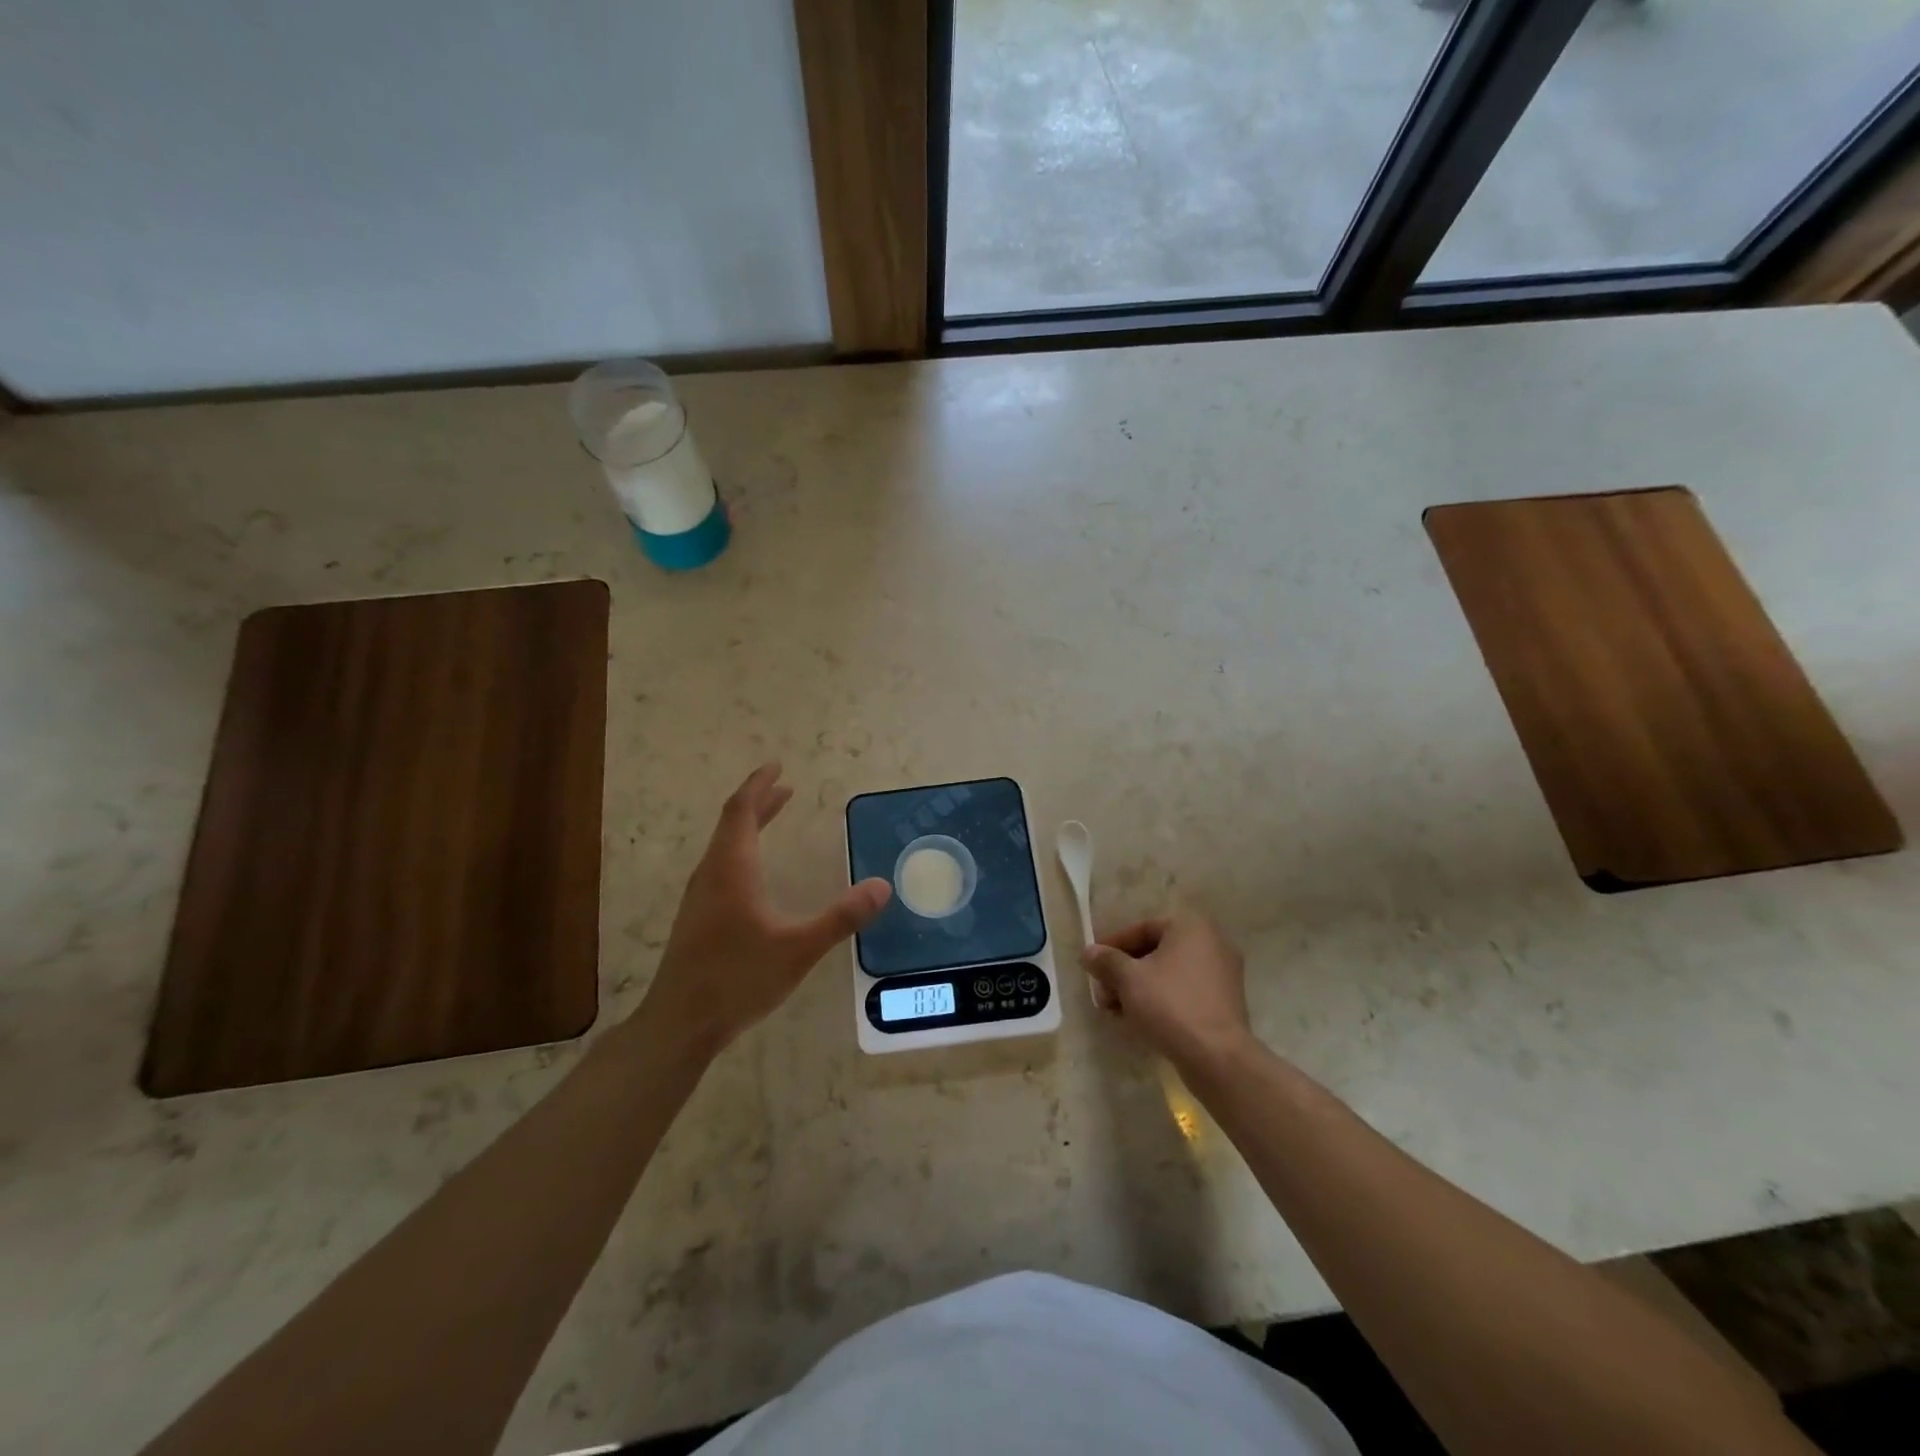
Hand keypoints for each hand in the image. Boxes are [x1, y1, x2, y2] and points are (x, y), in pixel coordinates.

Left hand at [641, 763, 891, 1053]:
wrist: (680, 1023)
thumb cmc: (737, 979)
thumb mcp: (799, 948)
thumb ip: (841, 918)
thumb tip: (882, 886)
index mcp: (732, 869)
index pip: (741, 811)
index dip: (759, 784)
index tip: (777, 765)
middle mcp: (712, 874)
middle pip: (732, 823)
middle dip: (759, 801)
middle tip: (785, 786)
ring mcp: (700, 897)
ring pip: (725, 845)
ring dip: (750, 825)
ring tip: (774, 816)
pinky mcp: (697, 917)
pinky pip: (721, 865)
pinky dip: (743, 849)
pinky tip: (756, 872)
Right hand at [1082, 911, 1255, 1074]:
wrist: (1217, 1058)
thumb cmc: (1170, 1005)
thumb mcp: (1128, 979)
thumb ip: (1106, 960)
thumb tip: (1088, 952)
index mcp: (1191, 927)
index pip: (1142, 929)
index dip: (1112, 946)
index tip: (1092, 965)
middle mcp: (1211, 943)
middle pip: (1155, 952)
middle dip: (1123, 972)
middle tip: (1102, 993)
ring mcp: (1221, 974)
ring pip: (1168, 974)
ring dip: (1138, 988)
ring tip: (1115, 1011)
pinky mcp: (1224, 1002)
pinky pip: (1184, 992)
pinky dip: (1160, 1000)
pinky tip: (1138, 1020)